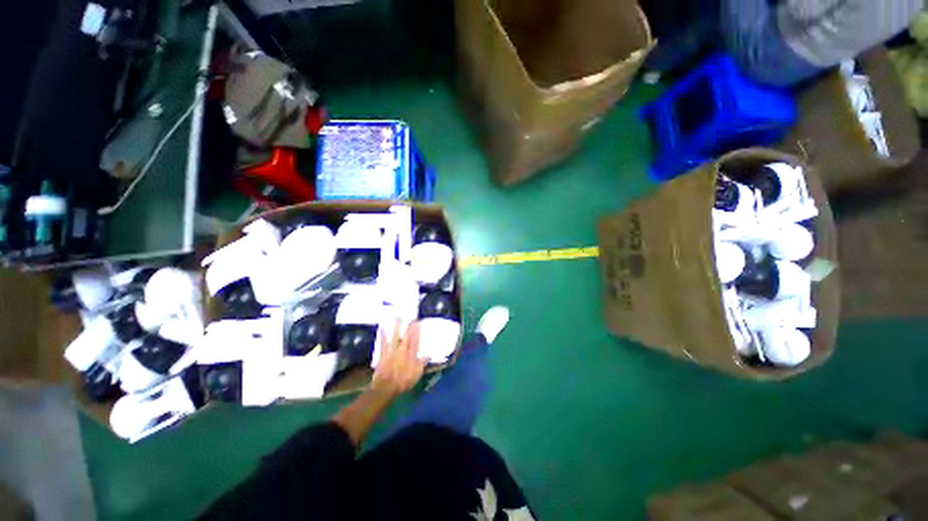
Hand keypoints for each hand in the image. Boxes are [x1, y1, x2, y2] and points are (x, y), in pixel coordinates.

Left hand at [371, 321, 425, 396]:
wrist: (385, 387)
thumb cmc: (402, 382)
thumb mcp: (416, 375)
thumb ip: (421, 364)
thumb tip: (428, 355)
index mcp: (410, 354)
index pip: (415, 340)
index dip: (417, 330)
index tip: (418, 322)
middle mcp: (402, 350)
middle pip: (406, 335)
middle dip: (408, 325)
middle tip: (410, 316)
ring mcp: (391, 351)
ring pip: (395, 336)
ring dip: (396, 326)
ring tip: (396, 316)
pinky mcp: (383, 354)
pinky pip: (383, 342)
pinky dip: (383, 335)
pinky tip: (382, 328)